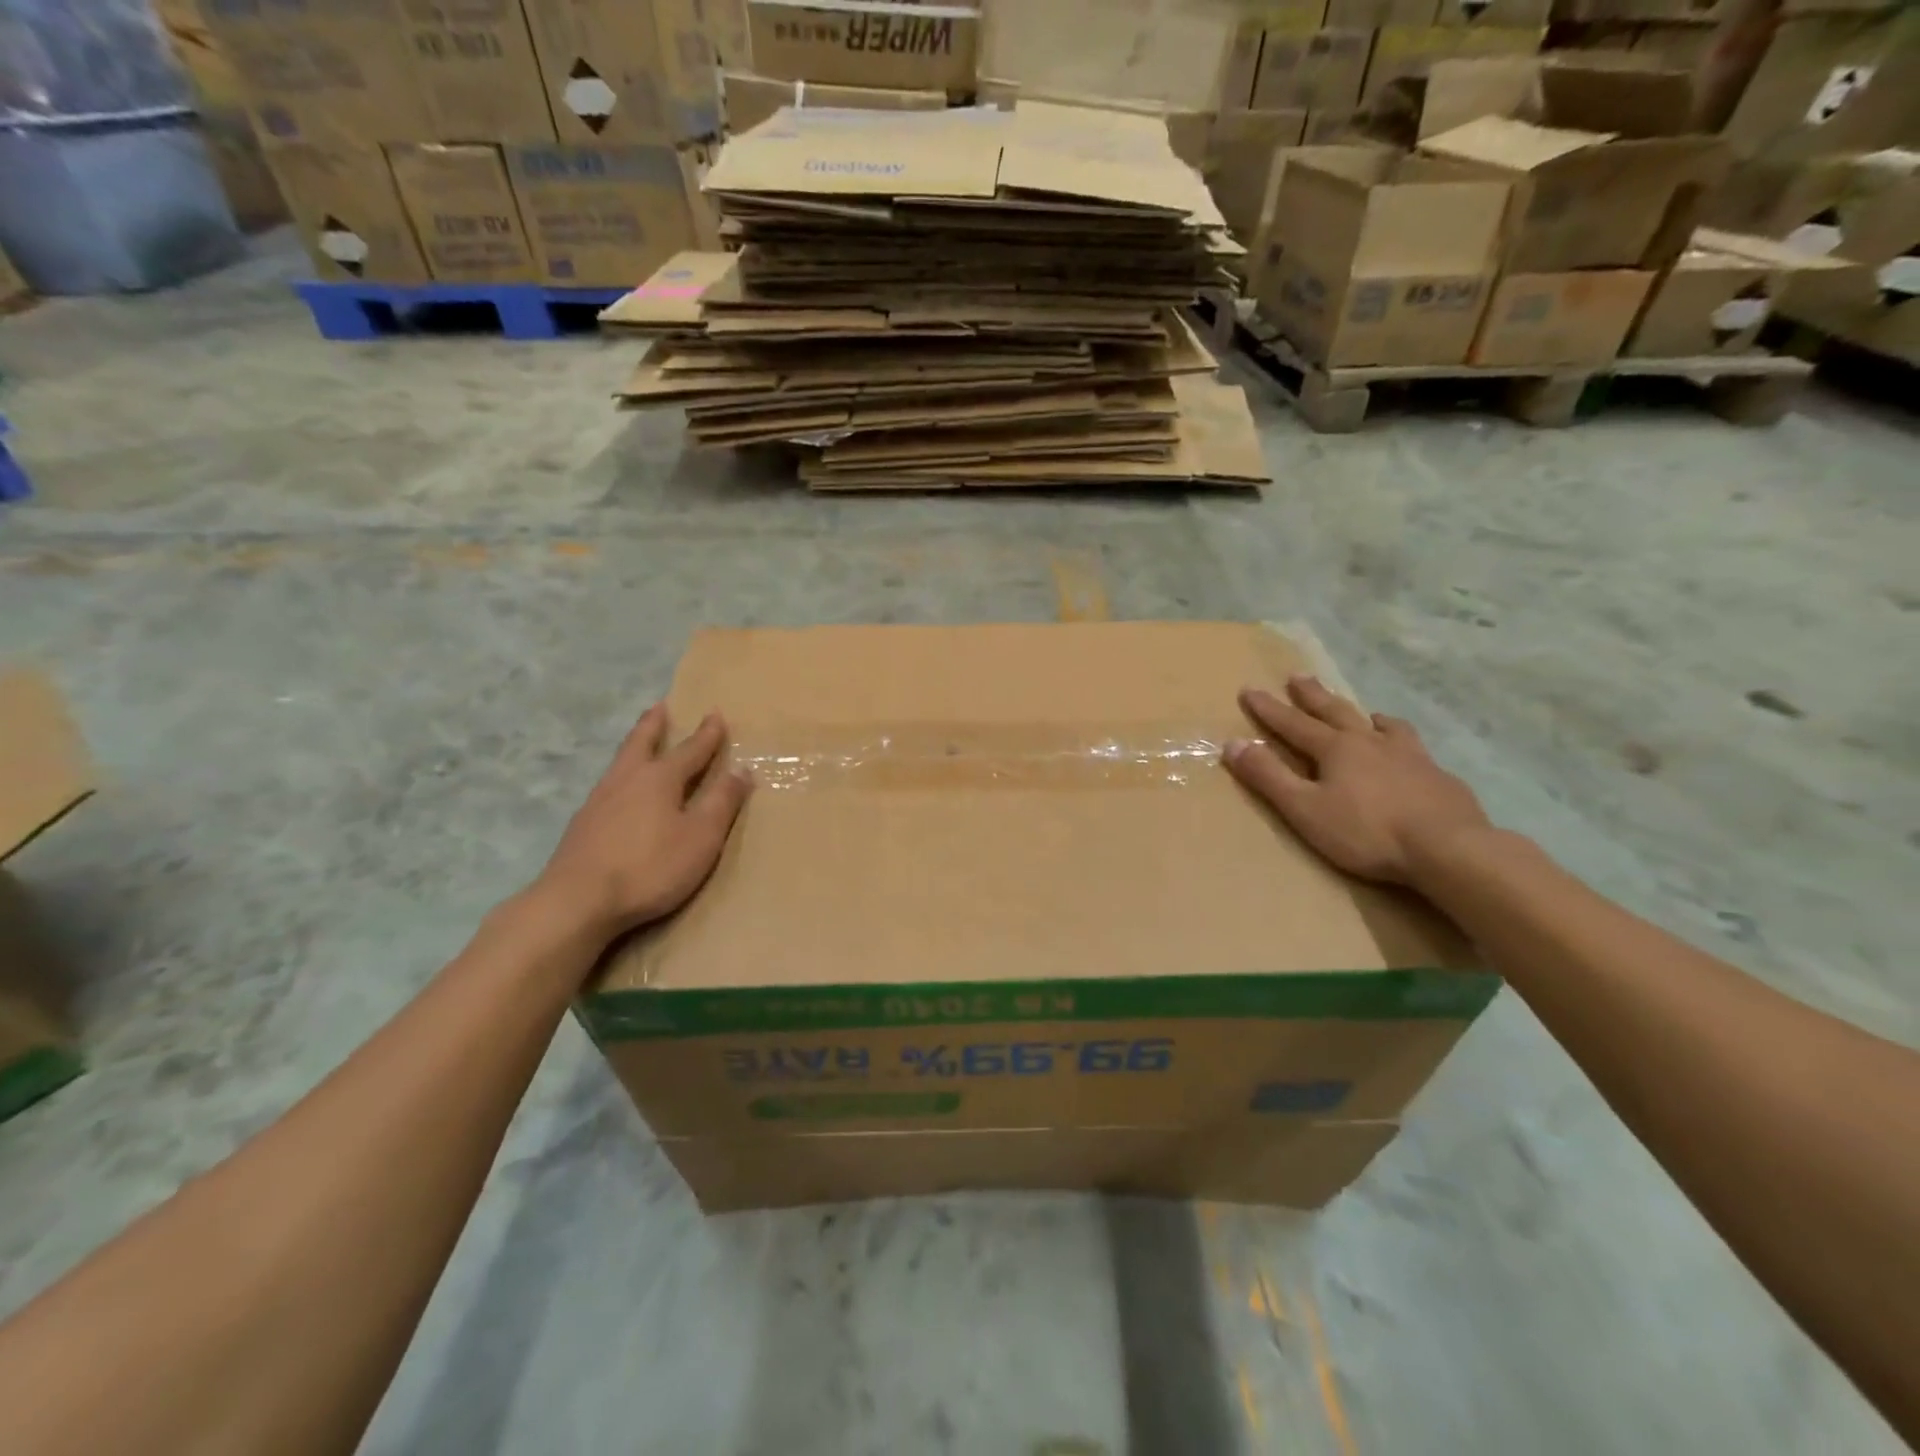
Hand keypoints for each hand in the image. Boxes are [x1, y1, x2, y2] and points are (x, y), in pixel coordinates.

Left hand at [534, 706, 752, 941]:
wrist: (577, 902)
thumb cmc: (650, 867)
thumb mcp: (701, 836)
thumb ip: (722, 802)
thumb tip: (742, 769)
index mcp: (660, 779)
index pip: (690, 750)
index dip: (707, 735)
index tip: (716, 714)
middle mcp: (627, 780)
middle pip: (642, 742)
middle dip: (655, 725)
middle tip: (660, 706)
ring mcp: (599, 801)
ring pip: (620, 762)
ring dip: (634, 746)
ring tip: (640, 742)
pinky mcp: (582, 825)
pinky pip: (608, 786)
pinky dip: (621, 776)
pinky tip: (619, 791)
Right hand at [1223, 676, 1488, 885]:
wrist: (1449, 848)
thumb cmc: (1366, 831)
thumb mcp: (1304, 808)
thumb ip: (1268, 776)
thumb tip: (1232, 743)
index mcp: (1336, 749)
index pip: (1293, 724)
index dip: (1268, 709)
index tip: (1249, 689)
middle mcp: (1371, 742)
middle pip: (1336, 712)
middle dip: (1312, 695)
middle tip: (1298, 676)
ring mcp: (1410, 756)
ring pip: (1382, 725)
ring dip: (1363, 715)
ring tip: (1362, 712)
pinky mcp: (1438, 776)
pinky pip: (1414, 747)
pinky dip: (1401, 740)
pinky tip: (1408, 750)